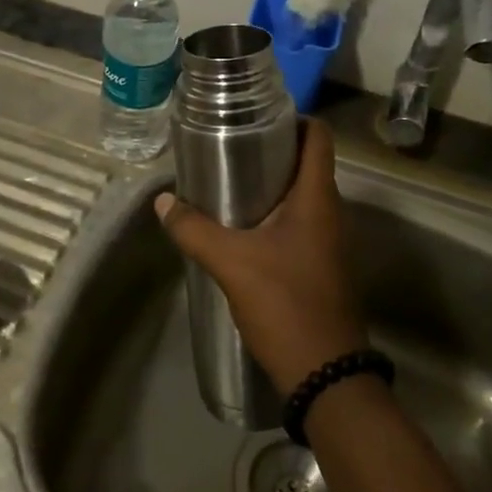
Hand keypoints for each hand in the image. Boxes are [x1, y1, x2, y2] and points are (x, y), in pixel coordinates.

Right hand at [155, 118, 366, 393]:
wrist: (326, 374)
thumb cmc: (286, 305)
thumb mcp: (232, 264)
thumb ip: (194, 230)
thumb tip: (162, 202)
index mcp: (317, 198)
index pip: (319, 136)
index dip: (294, 118)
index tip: (256, 117)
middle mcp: (330, 211)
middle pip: (307, 162)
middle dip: (271, 149)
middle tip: (229, 145)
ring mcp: (328, 240)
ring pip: (302, 194)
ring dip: (270, 183)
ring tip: (227, 181)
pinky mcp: (320, 264)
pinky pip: (299, 222)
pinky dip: (273, 213)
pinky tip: (241, 226)